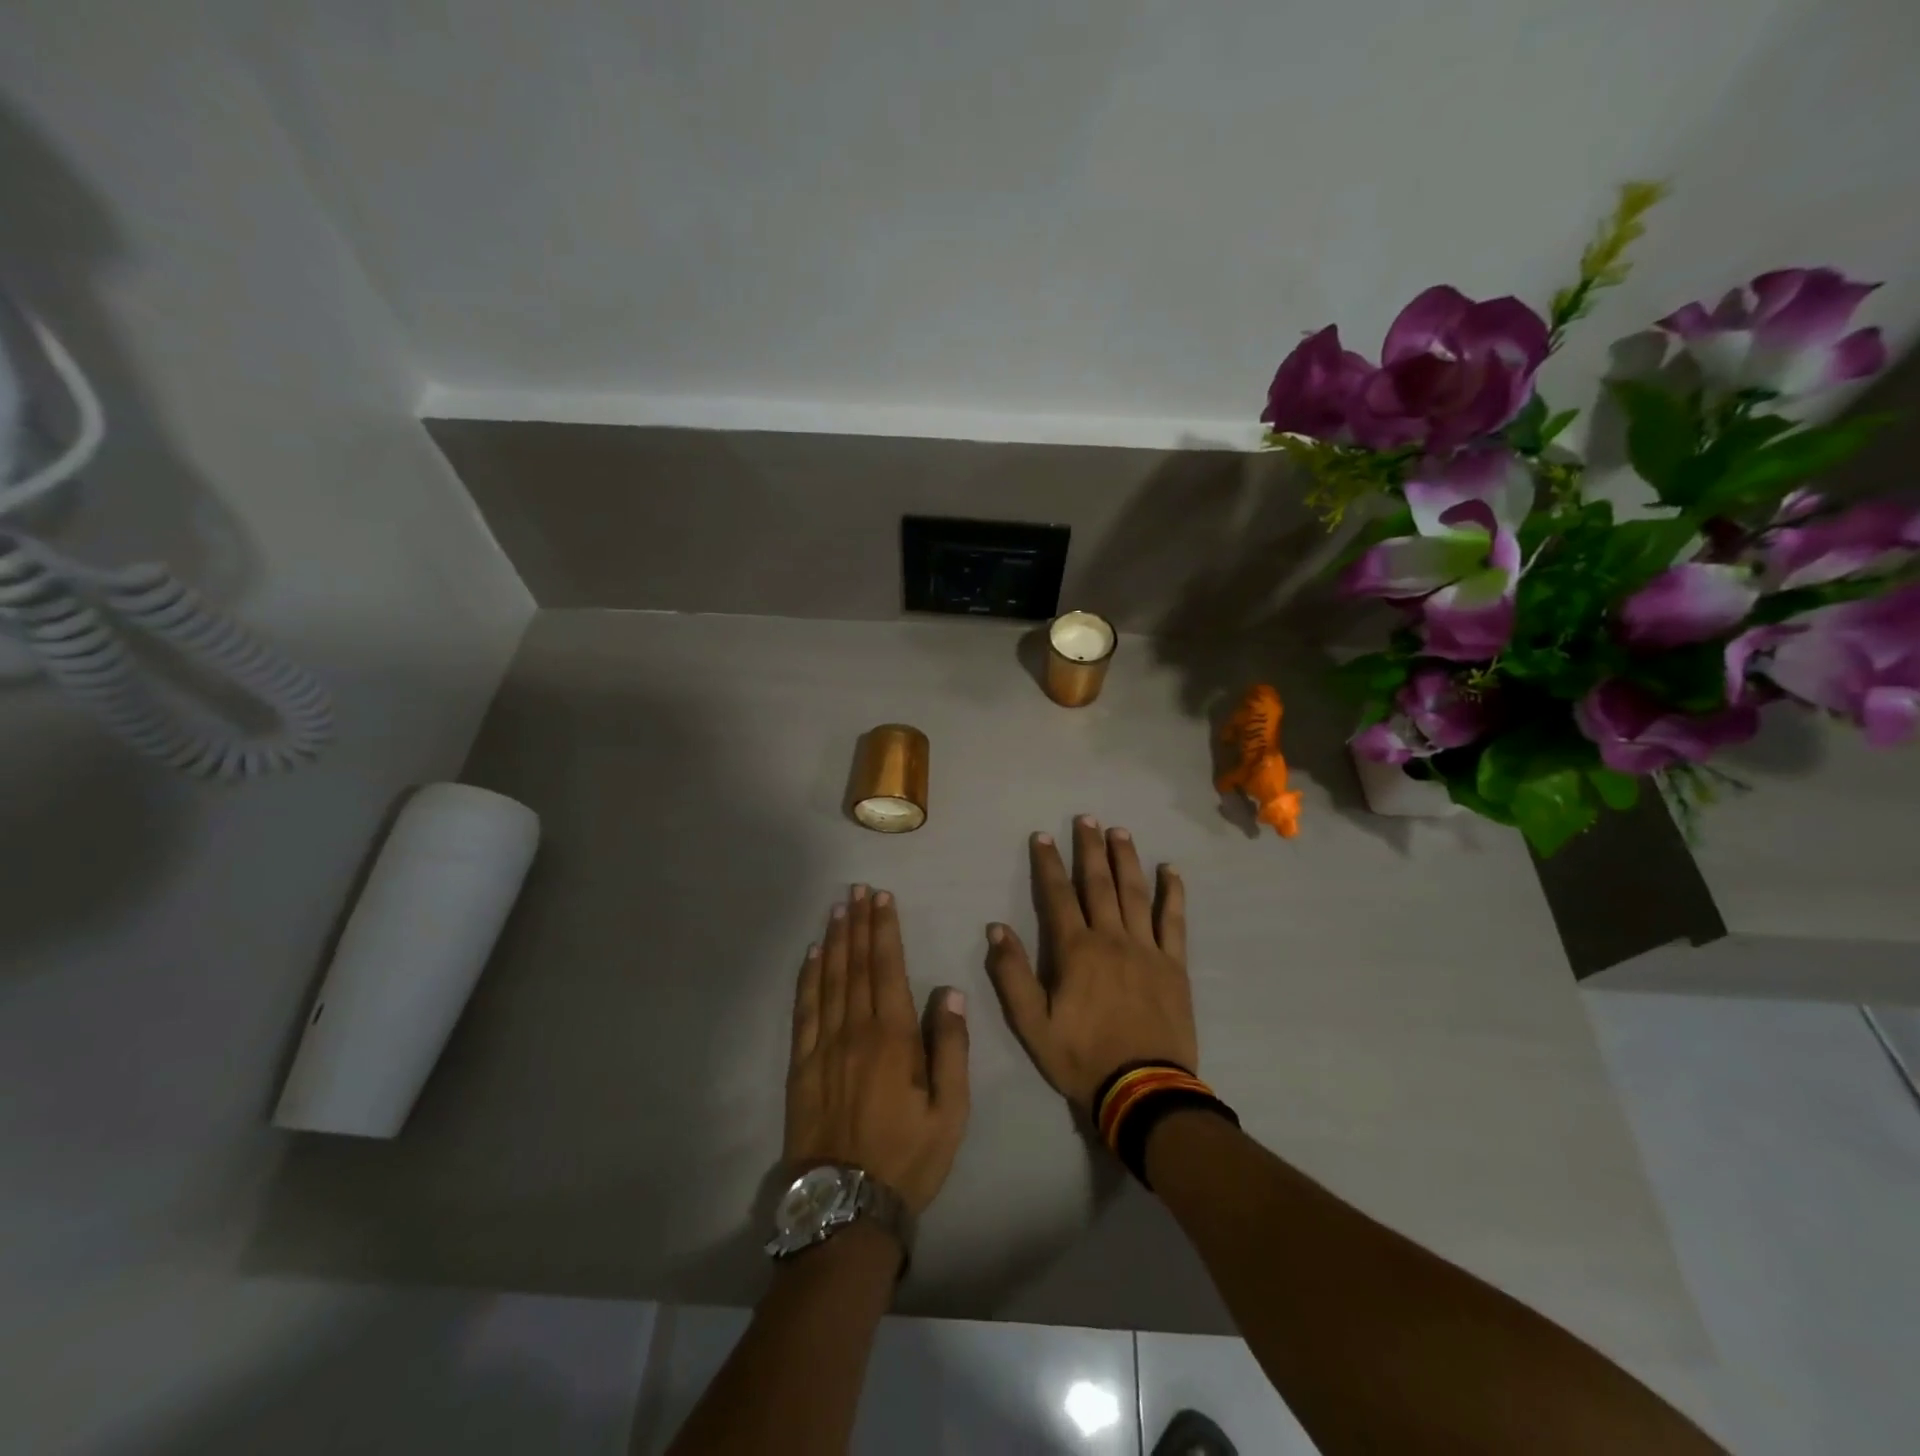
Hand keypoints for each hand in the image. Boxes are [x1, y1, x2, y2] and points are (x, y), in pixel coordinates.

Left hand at [785, 886, 969, 1215]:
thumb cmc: (908, 1157)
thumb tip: (948, 991)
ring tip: (836, 909)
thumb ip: (950, 1048)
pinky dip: (807, 978)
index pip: (887, 968)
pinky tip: (811, 956)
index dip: (884, 930)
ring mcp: (823, 1046)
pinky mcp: (800, 1066)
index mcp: (892, 1038)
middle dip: (858, 923)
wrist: (847, 1207)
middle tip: (856, 889)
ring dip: (834, 941)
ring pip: (828, 980)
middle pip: (855, 965)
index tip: (882, 898)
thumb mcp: (950, 1111)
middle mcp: (854, 1031)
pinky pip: (803, 1010)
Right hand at [986, 817, 1197, 1111]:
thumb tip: (997, 928)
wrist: (1143, 1091)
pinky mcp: (1174, 964)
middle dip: (1089, 848)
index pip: (1057, 896)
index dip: (1048, 864)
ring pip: (1135, 893)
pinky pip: (1174, 920)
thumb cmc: (1082, 1057)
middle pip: (1098, 884)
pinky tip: (1171, 870)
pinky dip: (1172, 893)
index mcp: (1076, 951)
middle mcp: (1112, 938)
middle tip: (1086, 818)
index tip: (1042, 836)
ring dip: (1126, 859)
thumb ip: (1012, 975)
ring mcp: (1147, 949)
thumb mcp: (1032, 1025)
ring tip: (1119, 831)